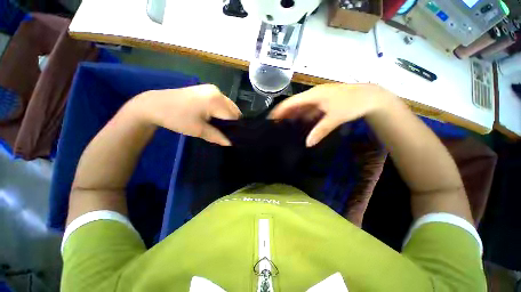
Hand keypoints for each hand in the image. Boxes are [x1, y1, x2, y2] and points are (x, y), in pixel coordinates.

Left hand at [130, 84, 240, 145]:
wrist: (155, 105)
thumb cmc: (177, 118)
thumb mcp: (198, 130)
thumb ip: (218, 137)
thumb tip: (230, 143)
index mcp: (216, 100)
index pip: (234, 116)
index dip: (235, 128)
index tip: (233, 137)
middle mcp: (217, 92)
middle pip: (233, 110)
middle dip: (232, 122)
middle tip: (226, 132)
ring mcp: (212, 89)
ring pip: (228, 106)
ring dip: (227, 116)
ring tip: (221, 126)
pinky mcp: (206, 89)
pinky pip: (221, 102)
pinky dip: (222, 110)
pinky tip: (215, 117)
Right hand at [269, 83, 395, 146]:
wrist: (370, 97)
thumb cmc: (352, 104)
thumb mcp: (335, 118)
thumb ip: (320, 131)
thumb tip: (307, 144)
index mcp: (313, 95)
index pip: (291, 102)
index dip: (280, 110)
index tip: (270, 119)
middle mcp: (312, 96)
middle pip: (293, 105)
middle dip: (284, 114)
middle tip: (275, 126)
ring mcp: (317, 99)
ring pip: (300, 108)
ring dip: (293, 116)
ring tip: (284, 127)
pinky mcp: (322, 104)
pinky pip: (308, 111)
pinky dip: (302, 117)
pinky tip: (299, 125)